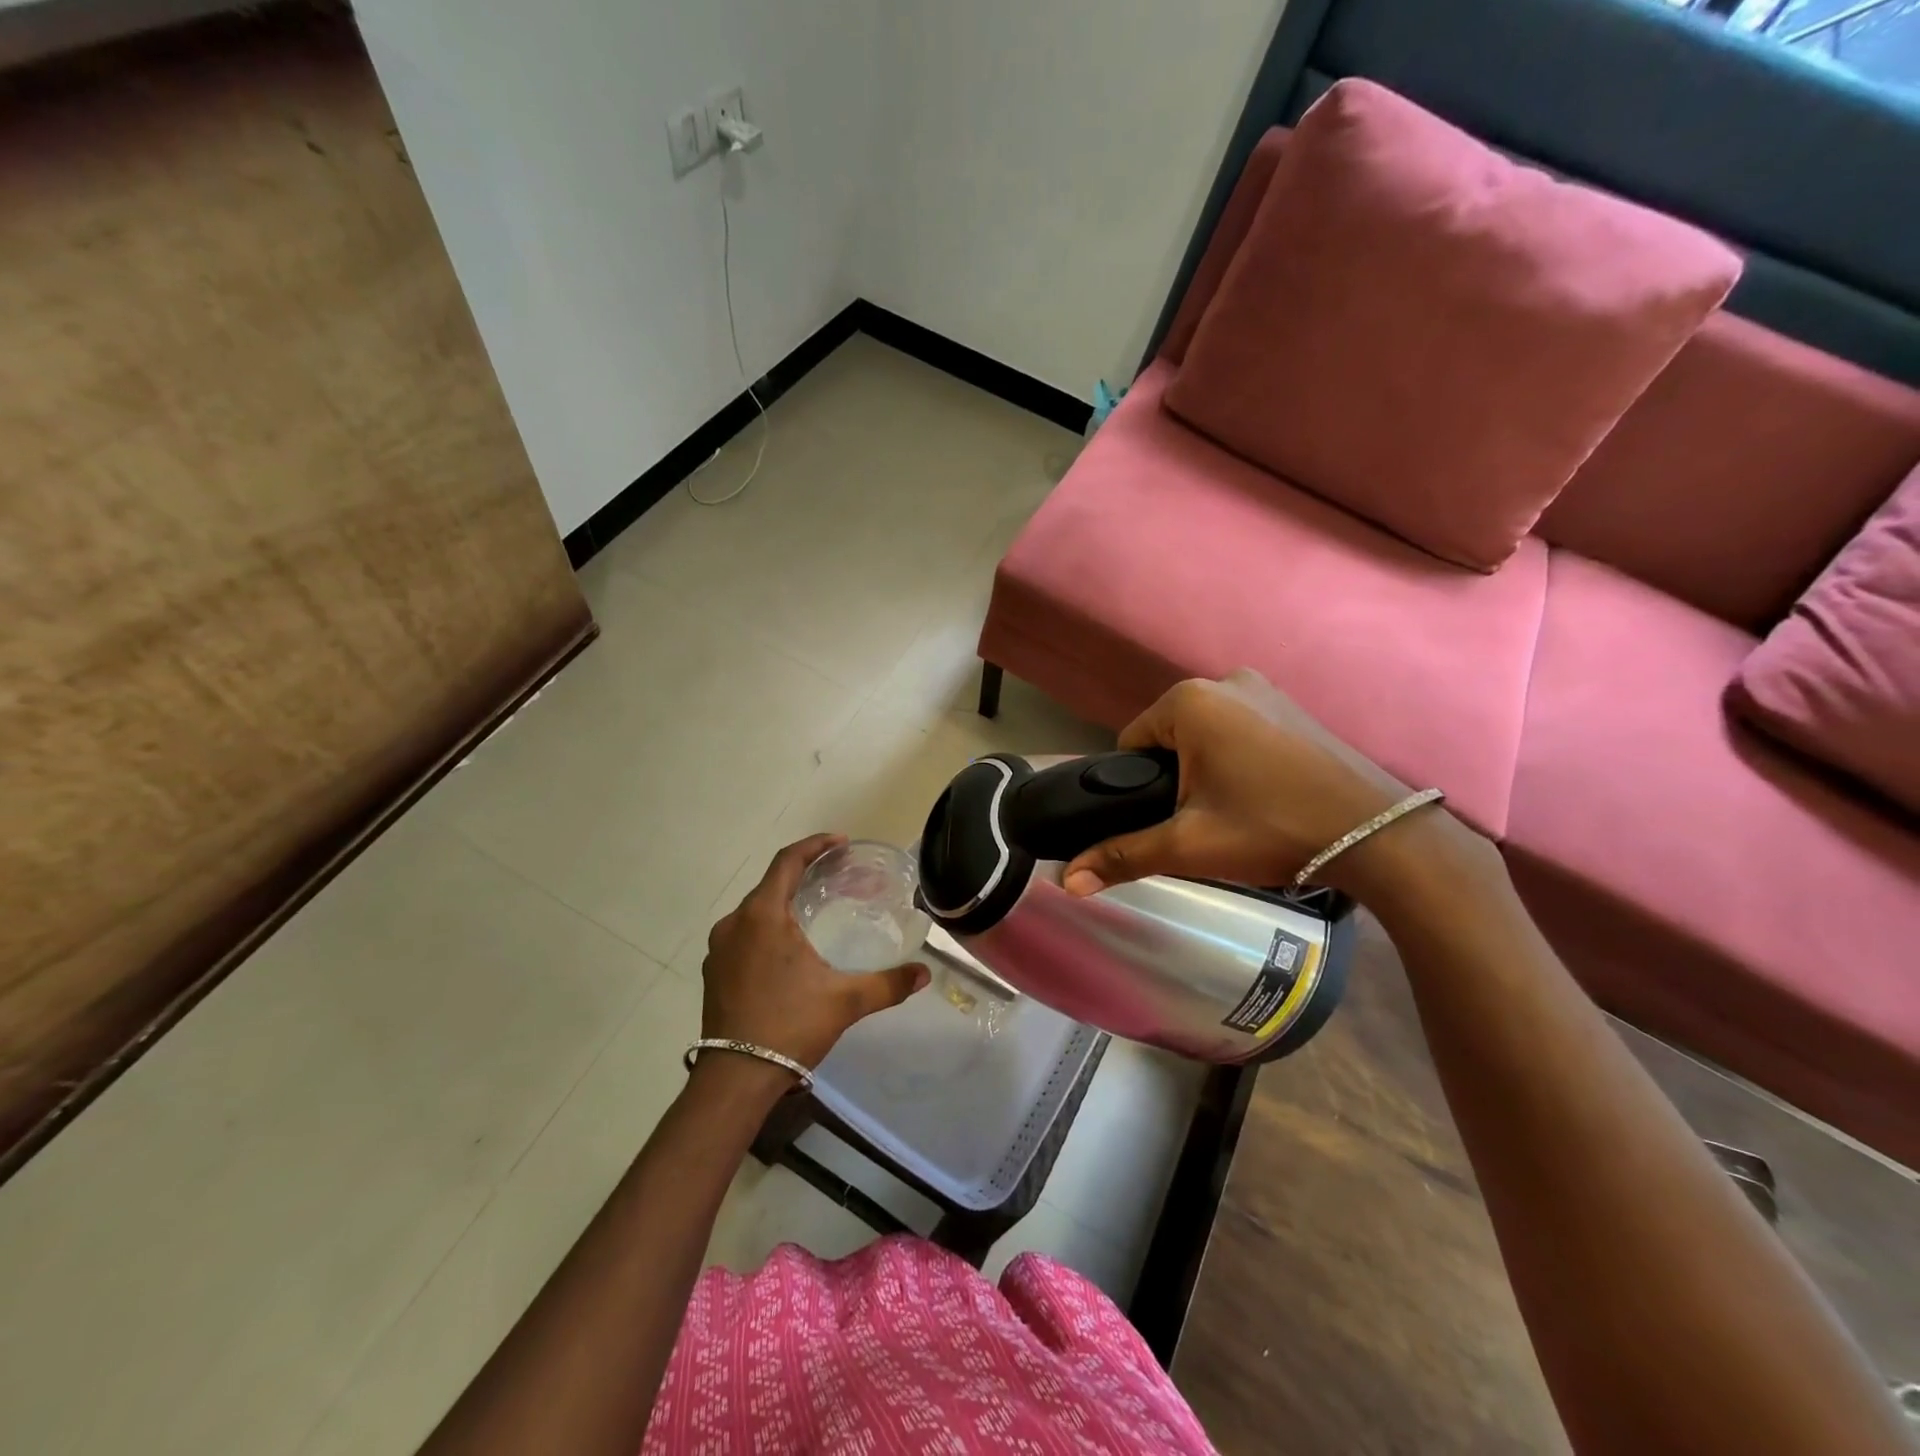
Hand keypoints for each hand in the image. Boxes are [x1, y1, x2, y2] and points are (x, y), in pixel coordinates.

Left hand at [700, 834, 929, 1070]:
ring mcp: (719, 948)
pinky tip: (787, 947)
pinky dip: (766, 927)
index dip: (815, 845)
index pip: (787, 861)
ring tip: (814, 909)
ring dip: (783, 901)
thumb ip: (887, 983)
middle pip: (771, 883)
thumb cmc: (790, 1025)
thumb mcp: (845, 1001)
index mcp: (763, 915)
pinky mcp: (713, 971)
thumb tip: (924, 973)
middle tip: (835, 875)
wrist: (736, 1078)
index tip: (841, 843)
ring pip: (755, 910)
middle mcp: (735, 923)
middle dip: (803, 873)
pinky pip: (743, 933)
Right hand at [1062, 670, 1418, 897]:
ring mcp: (1267, 690)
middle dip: (1175, 779)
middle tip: (1202, 824)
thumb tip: (1066, 882)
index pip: (1131, 745)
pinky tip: (1264, 797)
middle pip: (1169, 739)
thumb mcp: (1189, 846)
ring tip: (1235, 815)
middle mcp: (1226, 681)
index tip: (1167, 821)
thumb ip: (1123, 856)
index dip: (1138, 789)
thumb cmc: (1272, 830)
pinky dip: (1240, 761)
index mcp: (1189, 700)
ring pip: (1206, 736)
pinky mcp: (1296, 707)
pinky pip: (1242, 732)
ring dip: (1207, 771)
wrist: (1381, 837)